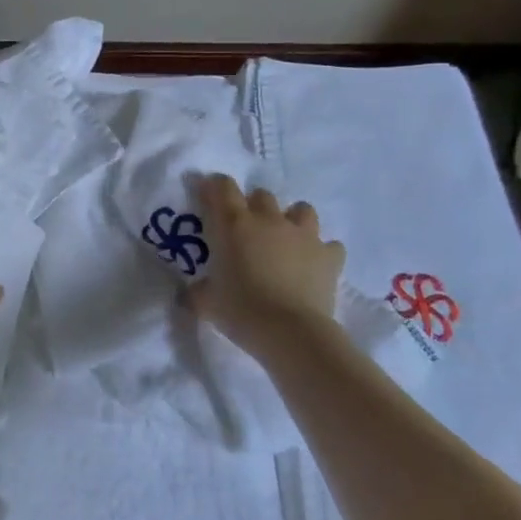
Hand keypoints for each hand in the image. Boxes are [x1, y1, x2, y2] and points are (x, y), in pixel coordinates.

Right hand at [188, 174, 345, 355]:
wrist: (292, 332)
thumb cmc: (242, 311)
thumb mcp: (206, 302)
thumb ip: (197, 291)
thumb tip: (191, 293)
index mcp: (234, 224)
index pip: (222, 187)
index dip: (213, 187)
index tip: (207, 196)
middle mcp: (269, 220)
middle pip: (261, 195)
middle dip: (253, 206)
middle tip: (246, 230)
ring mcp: (303, 236)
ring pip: (301, 210)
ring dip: (292, 220)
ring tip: (285, 241)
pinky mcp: (329, 256)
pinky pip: (330, 245)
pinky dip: (322, 252)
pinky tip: (314, 265)